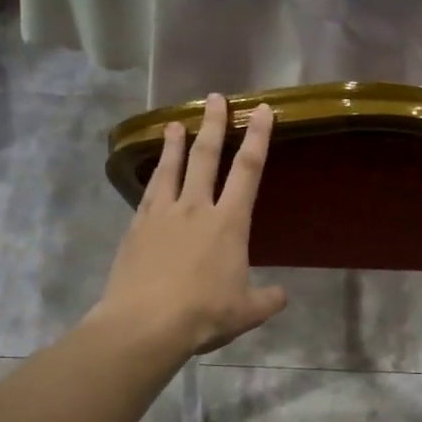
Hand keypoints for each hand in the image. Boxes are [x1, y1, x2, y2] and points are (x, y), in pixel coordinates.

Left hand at [91, 93, 288, 359]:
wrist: (145, 323)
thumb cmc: (204, 314)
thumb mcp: (247, 312)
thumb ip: (268, 299)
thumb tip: (284, 295)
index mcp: (229, 224)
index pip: (248, 171)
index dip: (258, 138)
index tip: (261, 110)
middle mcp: (196, 209)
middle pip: (206, 157)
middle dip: (213, 125)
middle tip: (215, 98)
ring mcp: (162, 215)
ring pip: (171, 169)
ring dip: (176, 144)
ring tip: (176, 123)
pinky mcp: (137, 228)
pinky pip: (148, 192)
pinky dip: (153, 176)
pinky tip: (153, 172)